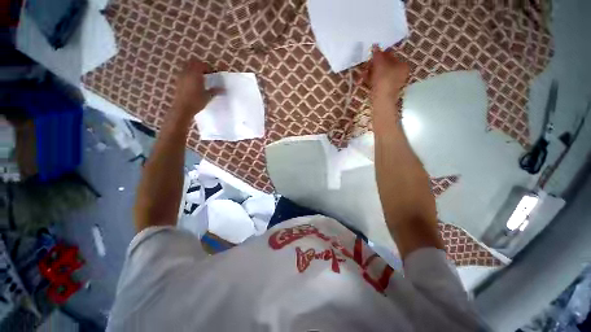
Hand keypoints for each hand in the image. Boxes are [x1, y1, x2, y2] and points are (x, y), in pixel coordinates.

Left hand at [171, 60, 222, 120]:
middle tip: (207, 73)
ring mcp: (181, 76)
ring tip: (200, 77)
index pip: (203, 65)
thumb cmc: (196, 102)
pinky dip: (189, 74)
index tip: (214, 74)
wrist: (183, 108)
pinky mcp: (178, 81)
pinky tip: (194, 82)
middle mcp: (187, 72)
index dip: (209, 68)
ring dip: (194, 69)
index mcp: (195, 74)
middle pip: (193, 62)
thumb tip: (224, 89)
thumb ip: (215, 90)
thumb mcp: (208, 96)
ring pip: (187, 66)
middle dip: (200, 66)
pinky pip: (183, 72)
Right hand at [367, 45, 409, 105]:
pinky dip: (370, 80)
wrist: (381, 99)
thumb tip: (375, 45)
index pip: (391, 56)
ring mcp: (391, 83)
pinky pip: (377, 82)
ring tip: (363, 73)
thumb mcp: (380, 63)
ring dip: (370, 72)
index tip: (371, 55)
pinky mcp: (384, 90)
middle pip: (384, 65)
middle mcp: (399, 73)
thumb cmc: (383, 79)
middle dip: (373, 65)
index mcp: (402, 65)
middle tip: (366, 65)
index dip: (380, 54)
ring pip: (379, 74)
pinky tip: (363, 79)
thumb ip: (377, 54)